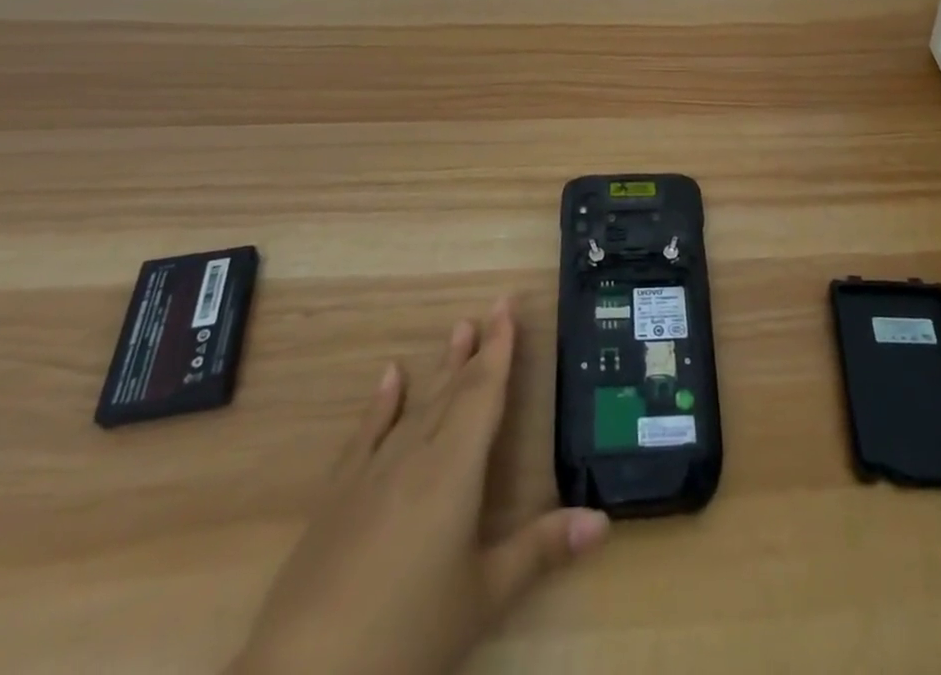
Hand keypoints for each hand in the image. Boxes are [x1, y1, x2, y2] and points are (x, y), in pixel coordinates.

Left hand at [230, 300, 608, 674]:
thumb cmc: (407, 635)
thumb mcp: (483, 597)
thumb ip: (541, 550)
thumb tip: (603, 519)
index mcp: (454, 469)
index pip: (484, 393)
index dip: (500, 348)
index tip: (508, 305)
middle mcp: (415, 455)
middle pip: (453, 391)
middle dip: (477, 349)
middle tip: (492, 307)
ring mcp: (372, 472)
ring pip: (416, 404)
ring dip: (440, 367)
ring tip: (457, 329)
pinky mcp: (337, 496)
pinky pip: (366, 434)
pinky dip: (381, 403)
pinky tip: (389, 376)